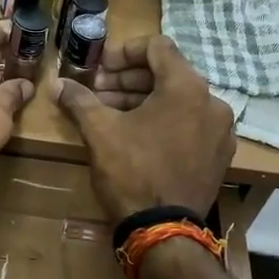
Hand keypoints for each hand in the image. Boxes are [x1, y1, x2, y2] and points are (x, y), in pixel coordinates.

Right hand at [52, 36, 234, 222]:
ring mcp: (220, 130)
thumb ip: (80, 100)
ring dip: (143, 100)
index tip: (100, 67)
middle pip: (167, 74)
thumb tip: (58, 84)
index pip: (157, 47)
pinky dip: (163, 121)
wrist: (163, 231)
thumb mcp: (100, 132)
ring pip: (178, 100)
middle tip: (97, 91)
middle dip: (129, 80)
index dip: (123, 51)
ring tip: (110, 113)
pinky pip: (190, 124)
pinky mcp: (219, 155)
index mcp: (187, 87)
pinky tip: (136, 135)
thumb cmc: (132, 173)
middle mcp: (212, 102)